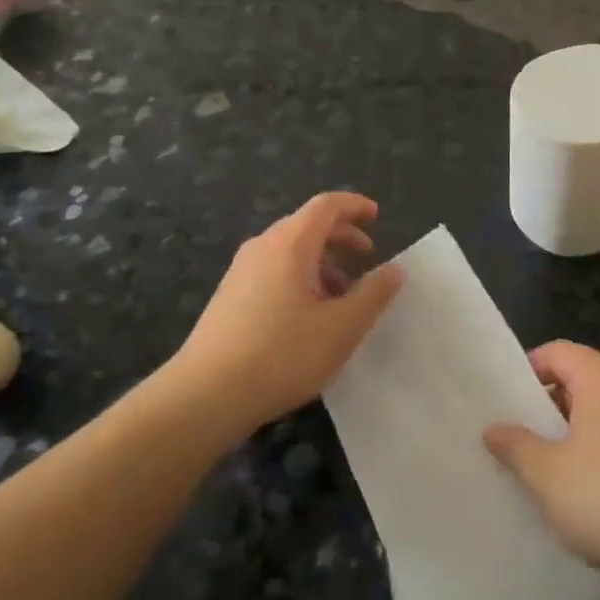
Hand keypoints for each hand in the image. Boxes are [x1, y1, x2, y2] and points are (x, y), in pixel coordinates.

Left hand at [172, 192, 403, 439]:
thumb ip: (373, 295)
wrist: (206, 394)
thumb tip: (394, 270)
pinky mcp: (230, 295)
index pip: (326, 205)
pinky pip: (273, 270)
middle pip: (307, 225)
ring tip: (342, 296)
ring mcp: (241, 270)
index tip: (377, 217)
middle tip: (368, 258)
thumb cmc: (282, 354)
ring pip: (290, 250)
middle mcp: (263, 247)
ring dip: (322, 262)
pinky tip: (308, 316)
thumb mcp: (341, 328)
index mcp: (290, 243)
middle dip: (341, 237)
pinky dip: (300, 277)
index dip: (355, 206)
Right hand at [484, 341, 599, 579]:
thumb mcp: (546, 474)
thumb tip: (493, 428)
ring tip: (550, 464)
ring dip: (576, 430)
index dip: (528, 372)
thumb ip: (516, 445)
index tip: (507, 404)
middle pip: (581, 378)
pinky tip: (588, 484)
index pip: (556, 352)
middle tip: (522, 436)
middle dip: (550, 404)